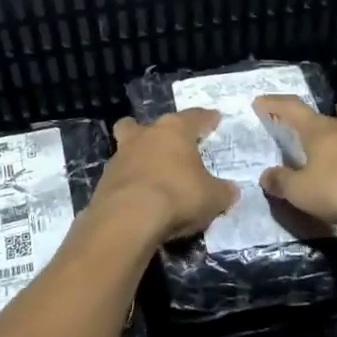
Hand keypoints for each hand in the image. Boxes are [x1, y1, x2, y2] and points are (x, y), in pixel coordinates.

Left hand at [89, 110, 238, 245]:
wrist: (127, 219)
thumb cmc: (177, 196)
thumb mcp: (212, 198)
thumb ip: (223, 192)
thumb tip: (231, 191)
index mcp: (174, 130)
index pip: (195, 117)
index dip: (207, 119)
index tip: (214, 119)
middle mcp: (145, 135)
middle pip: (147, 125)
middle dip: (157, 131)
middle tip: (169, 143)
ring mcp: (120, 156)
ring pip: (128, 146)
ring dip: (140, 157)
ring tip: (154, 175)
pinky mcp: (105, 180)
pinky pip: (122, 175)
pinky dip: (131, 182)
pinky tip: (140, 197)